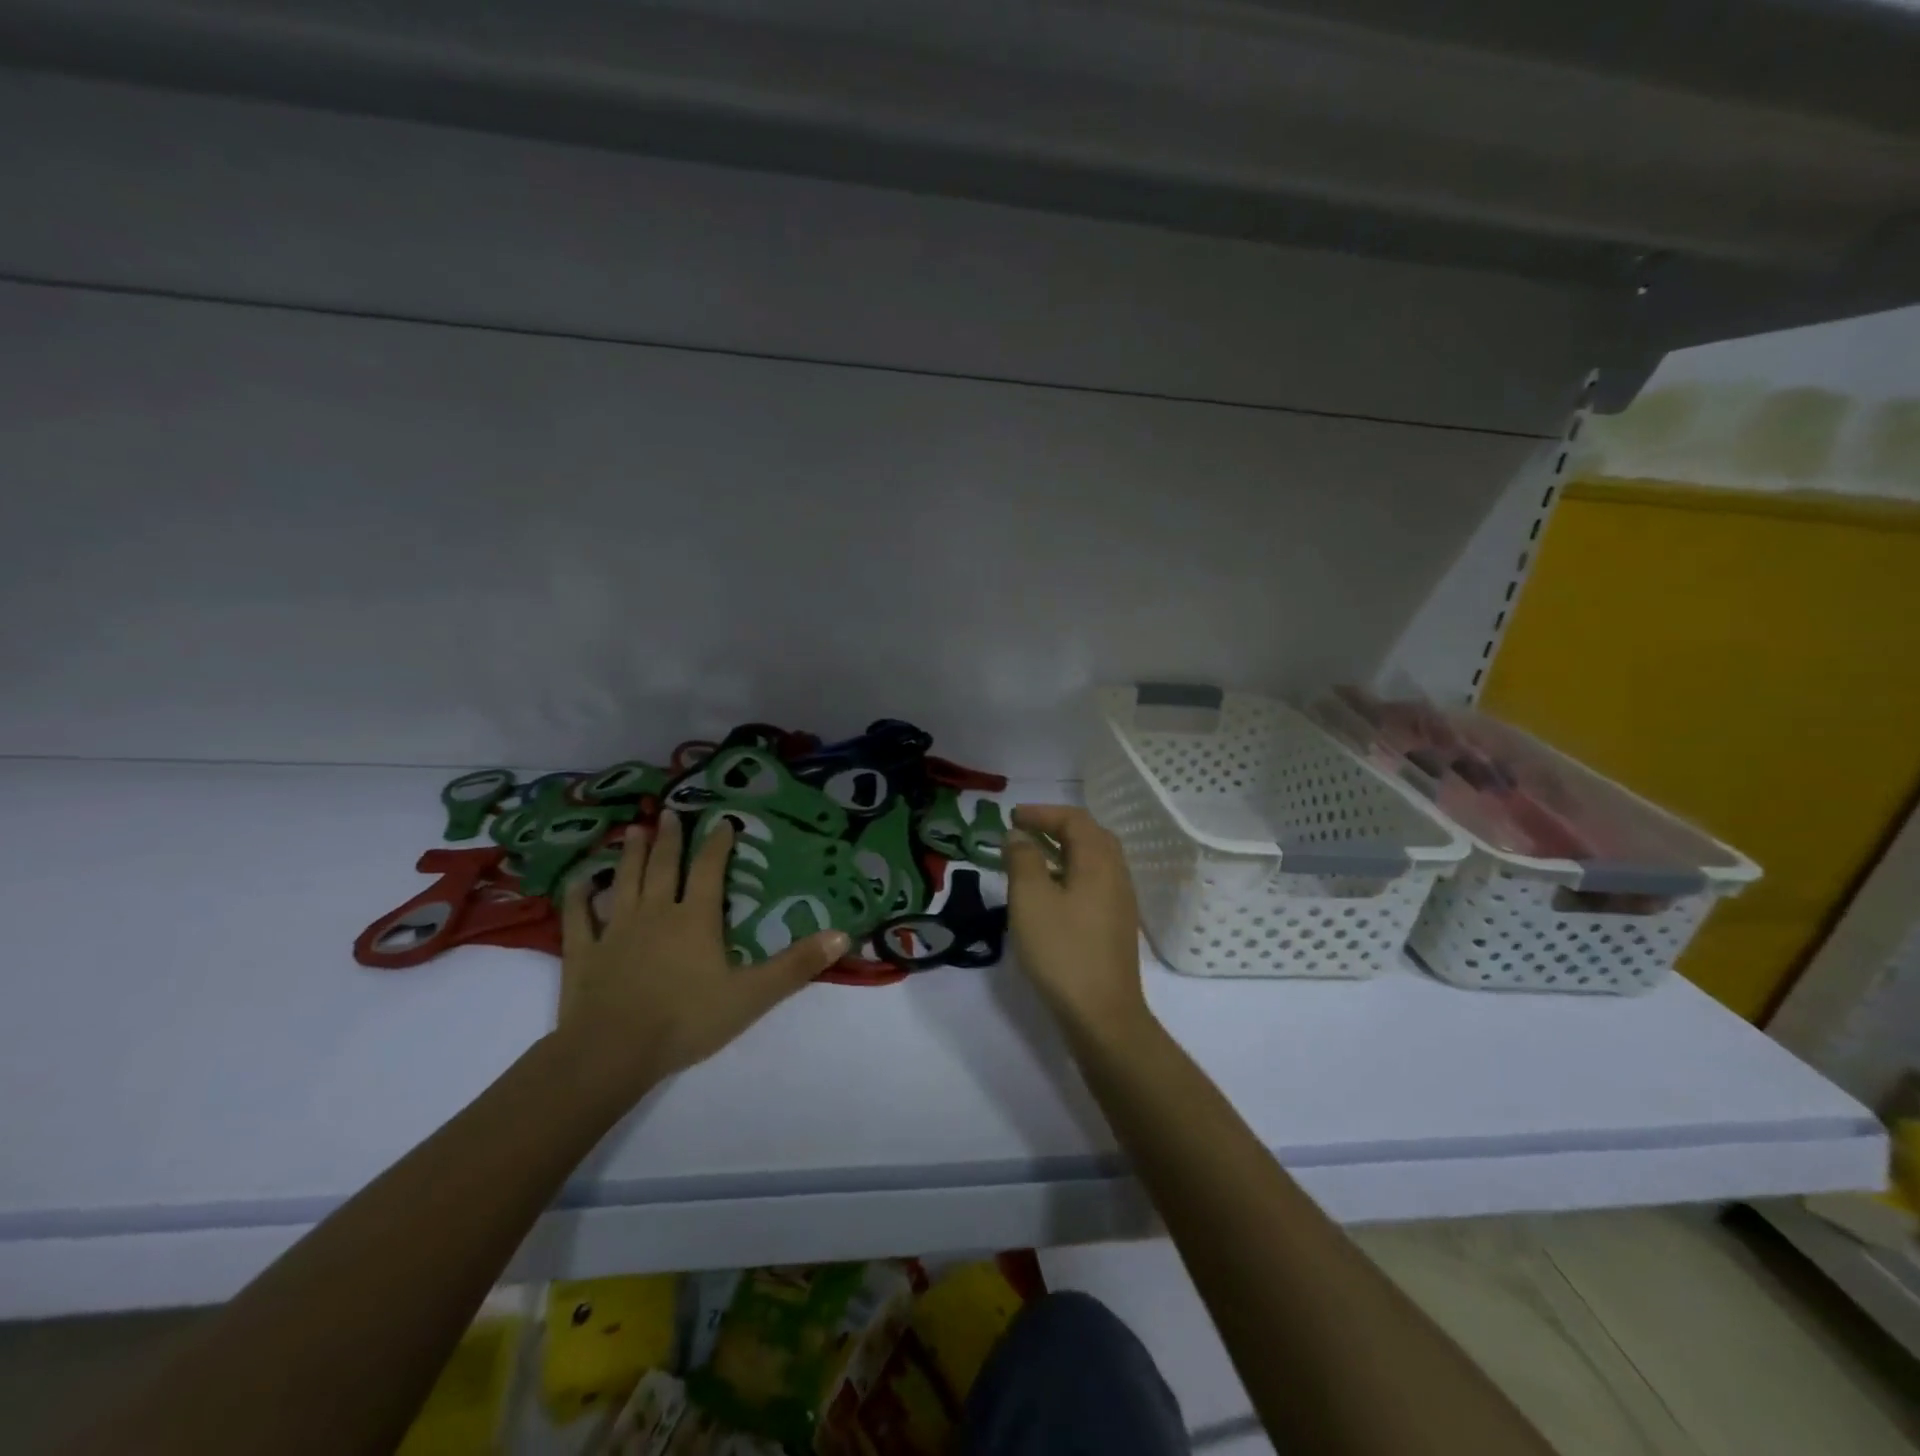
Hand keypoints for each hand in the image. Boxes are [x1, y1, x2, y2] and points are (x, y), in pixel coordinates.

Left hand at [555, 813, 847, 1101]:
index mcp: (695, 918)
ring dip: (630, 855)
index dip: (718, 844)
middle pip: (664, 867)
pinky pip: (579, 917)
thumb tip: (843, 935)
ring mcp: (615, 930)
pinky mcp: (584, 952)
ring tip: (635, 830)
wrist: (612, 1052)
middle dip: (671, 839)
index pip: (709, 870)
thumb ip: (797, 965)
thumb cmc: (686, 1020)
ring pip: (624, 881)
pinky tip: (581, 881)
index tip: (723, 822)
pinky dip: (579, 896)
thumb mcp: (752, 995)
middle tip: (670, 813)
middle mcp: (655, 913)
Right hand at [1002, 804, 1151, 1040]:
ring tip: (1030, 858)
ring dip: (1062, 851)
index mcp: (1099, 861)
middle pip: (1089, 836)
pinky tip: (1048, 894)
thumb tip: (1019, 836)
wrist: (1102, 1014)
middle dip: (1055, 827)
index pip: (1074, 820)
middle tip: (1023, 830)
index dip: (1043, 813)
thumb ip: (1023, 860)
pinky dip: (1069, 874)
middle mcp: (1116, 875)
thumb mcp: (1031, 899)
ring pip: (1092, 861)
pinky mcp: (1115, 925)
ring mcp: (1119, 902)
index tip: (1012, 816)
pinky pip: (1093, 883)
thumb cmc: (1062, 950)